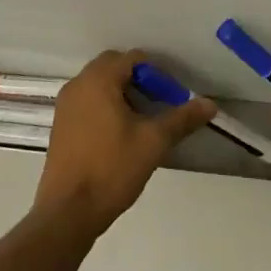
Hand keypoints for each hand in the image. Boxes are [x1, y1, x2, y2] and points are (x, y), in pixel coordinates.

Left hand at [35, 49, 216, 237]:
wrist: (68, 212)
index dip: (156, 74)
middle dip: (138, 80)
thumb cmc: (112, 169)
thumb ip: (182, 119)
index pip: (132, 59)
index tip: (170, 98)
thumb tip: (210, 104)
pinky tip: (118, 135)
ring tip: (141, 121)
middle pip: (113, 67)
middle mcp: (78, 84)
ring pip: (99, 84)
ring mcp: (65, 104)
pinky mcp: (60, 124)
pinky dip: (105, 106)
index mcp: (98, 80)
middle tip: (157, 105)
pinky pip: (87, 101)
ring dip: (121, 93)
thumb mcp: (153, 142)